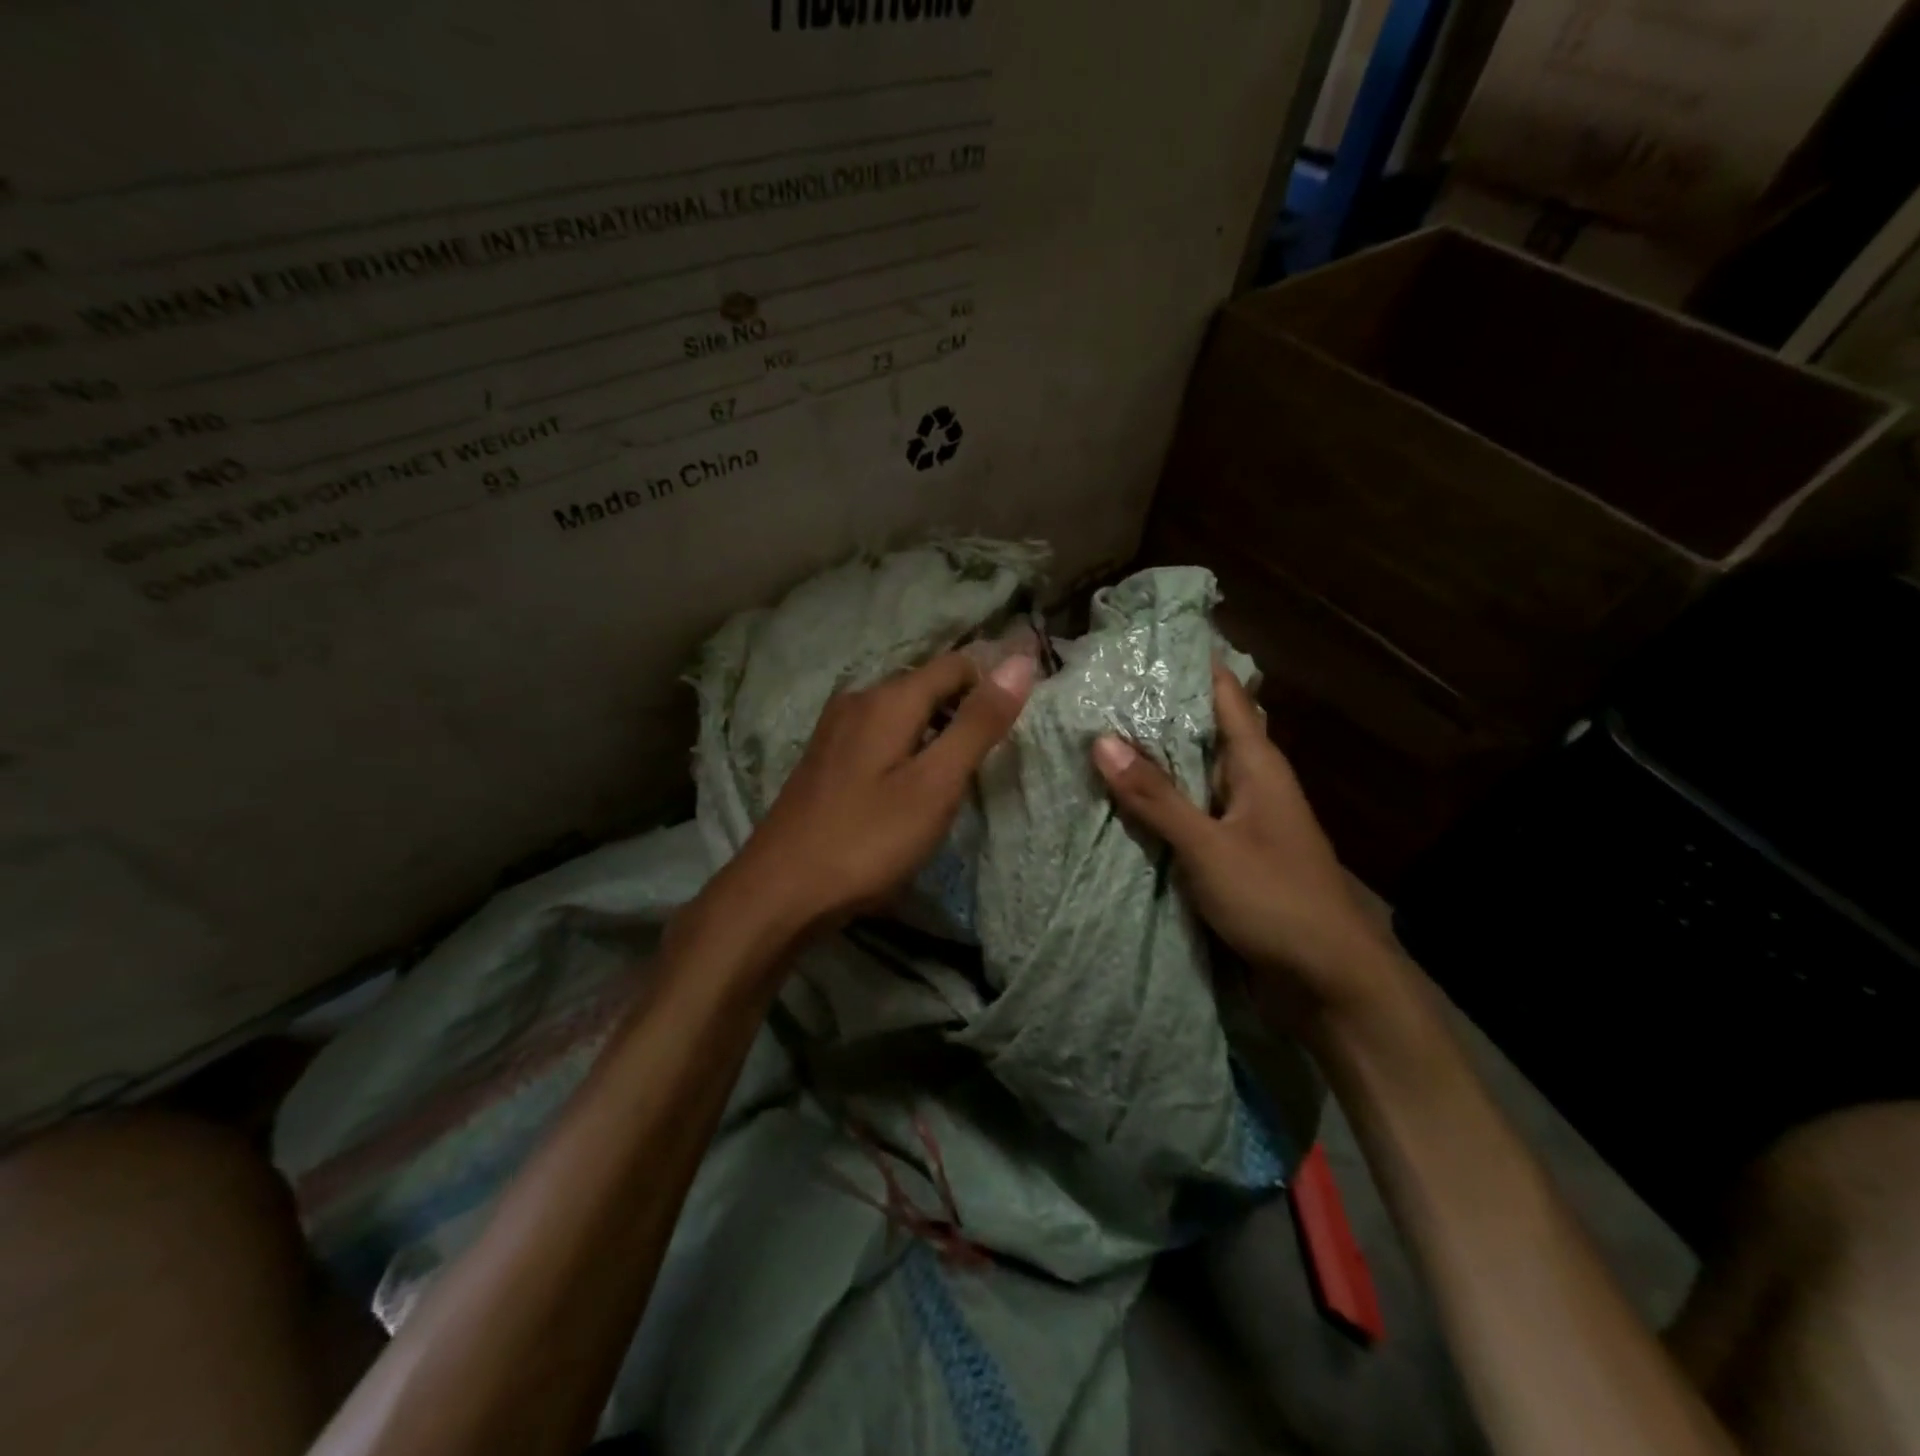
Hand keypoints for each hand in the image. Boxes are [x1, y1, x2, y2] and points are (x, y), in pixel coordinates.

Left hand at [719, 650, 1036, 940]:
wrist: (780, 890)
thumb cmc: (867, 840)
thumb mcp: (936, 784)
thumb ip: (978, 723)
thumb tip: (1020, 662)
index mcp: (889, 698)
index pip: (956, 665)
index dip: (991, 684)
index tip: (1015, 726)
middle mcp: (859, 700)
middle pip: (926, 685)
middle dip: (963, 710)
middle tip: (988, 759)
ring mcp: (835, 729)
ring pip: (901, 712)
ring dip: (934, 732)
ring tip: (954, 777)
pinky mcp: (825, 758)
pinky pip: (878, 735)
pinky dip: (905, 749)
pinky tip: (908, 788)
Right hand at [1091, 663, 1392, 1024]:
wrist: (1328, 982)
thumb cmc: (1276, 900)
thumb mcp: (1209, 846)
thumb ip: (1156, 796)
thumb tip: (1101, 740)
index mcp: (1257, 765)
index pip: (1223, 693)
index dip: (1187, 662)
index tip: (1139, 640)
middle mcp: (1250, 783)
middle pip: (1200, 731)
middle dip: (1153, 711)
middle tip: (1094, 689)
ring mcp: (1240, 820)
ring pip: (1190, 775)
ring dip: (1151, 760)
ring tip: (1091, 736)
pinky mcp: (1229, 854)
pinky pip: (1187, 815)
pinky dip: (1156, 804)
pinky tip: (1116, 801)